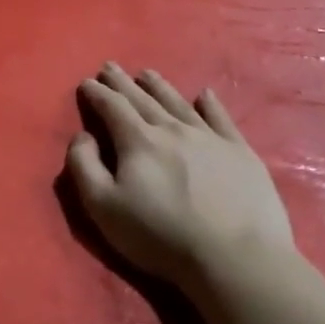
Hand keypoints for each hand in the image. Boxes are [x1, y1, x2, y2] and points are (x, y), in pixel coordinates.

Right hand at [66, 63, 293, 287]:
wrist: (234, 257)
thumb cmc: (159, 235)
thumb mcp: (102, 206)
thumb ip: (84, 166)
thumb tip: (83, 136)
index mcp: (138, 141)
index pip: (112, 108)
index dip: (97, 94)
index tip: (87, 82)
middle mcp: (173, 130)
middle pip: (143, 100)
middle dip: (123, 83)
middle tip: (111, 67)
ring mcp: (211, 139)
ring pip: (179, 104)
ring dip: (160, 87)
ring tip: (148, 73)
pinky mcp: (241, 153)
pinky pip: (222, 119)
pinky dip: (211, 105)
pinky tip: (205, 95)